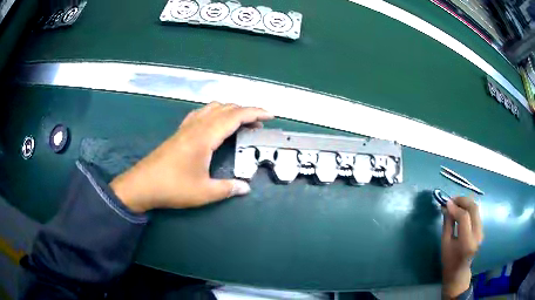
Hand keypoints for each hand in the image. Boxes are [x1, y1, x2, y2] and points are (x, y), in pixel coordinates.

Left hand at [110, 102, 273, 212]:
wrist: (143, 185)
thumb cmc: (172, 187)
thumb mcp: (203, 193)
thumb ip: (227, 188)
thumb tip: (245, 188)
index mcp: (205, 137)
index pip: (235, 116)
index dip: (255, 113)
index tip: (269, 115)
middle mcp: (196, 127)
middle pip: (225, 108)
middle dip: (245, 111)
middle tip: (259, 123)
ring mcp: (186, 128)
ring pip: (212, 108)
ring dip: (229, 110)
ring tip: (240, 122)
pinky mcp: (179, 133)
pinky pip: (200, 114)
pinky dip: (214, 113)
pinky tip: (214, 123)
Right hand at [441, 196, 482, 298]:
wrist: (459, 272)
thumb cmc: (449, 261)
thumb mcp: (445, 244)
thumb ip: (447, 224)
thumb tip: (446, 207)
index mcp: (467, 242)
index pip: (464, 217)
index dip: (455, 207)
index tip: (446, 203)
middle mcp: (477, 234)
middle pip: (474, 208)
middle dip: (463, 200)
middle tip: (452, 199)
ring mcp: (481, 231)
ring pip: (476, 209)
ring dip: (466, 203)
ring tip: (455, 203)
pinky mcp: (481, 229)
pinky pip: (476, 213)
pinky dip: (468, 208)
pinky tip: (461, 209)